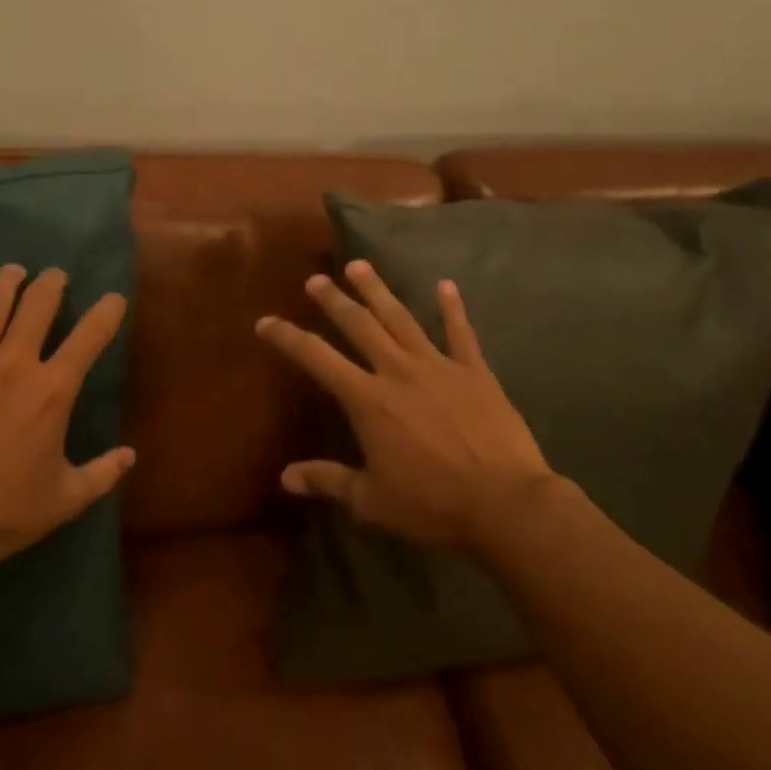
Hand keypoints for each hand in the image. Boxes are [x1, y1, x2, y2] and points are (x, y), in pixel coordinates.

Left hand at [0, 264, 133, 578]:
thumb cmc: (5, 512)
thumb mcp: (66, 498)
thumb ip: (103, 473)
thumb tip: (131, 456)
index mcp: (54, 390)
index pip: (91, 335)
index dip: (107, 311)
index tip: (113, 299)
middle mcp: (15, 362)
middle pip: (38, 304)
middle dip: (52, 283)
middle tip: (55, 276)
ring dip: (7, 281)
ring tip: (13, 272)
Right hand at [255, 260, 555, 552]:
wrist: (504, 503)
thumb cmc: (432, 504)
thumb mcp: (371, 500)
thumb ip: (328, 481)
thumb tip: (285, 477)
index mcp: (368, 400)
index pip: (317, 359)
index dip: (288, 338)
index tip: (266, 321)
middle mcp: (398, 372)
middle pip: (360, 325)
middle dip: (335, 300)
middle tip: (316, 279)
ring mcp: (439, 367)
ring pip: (401, 319)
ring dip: (378, 291)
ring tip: (359, 266)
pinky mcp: (475, 372)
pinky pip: (461, 333)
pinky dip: (452, 308)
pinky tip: (445, 285)